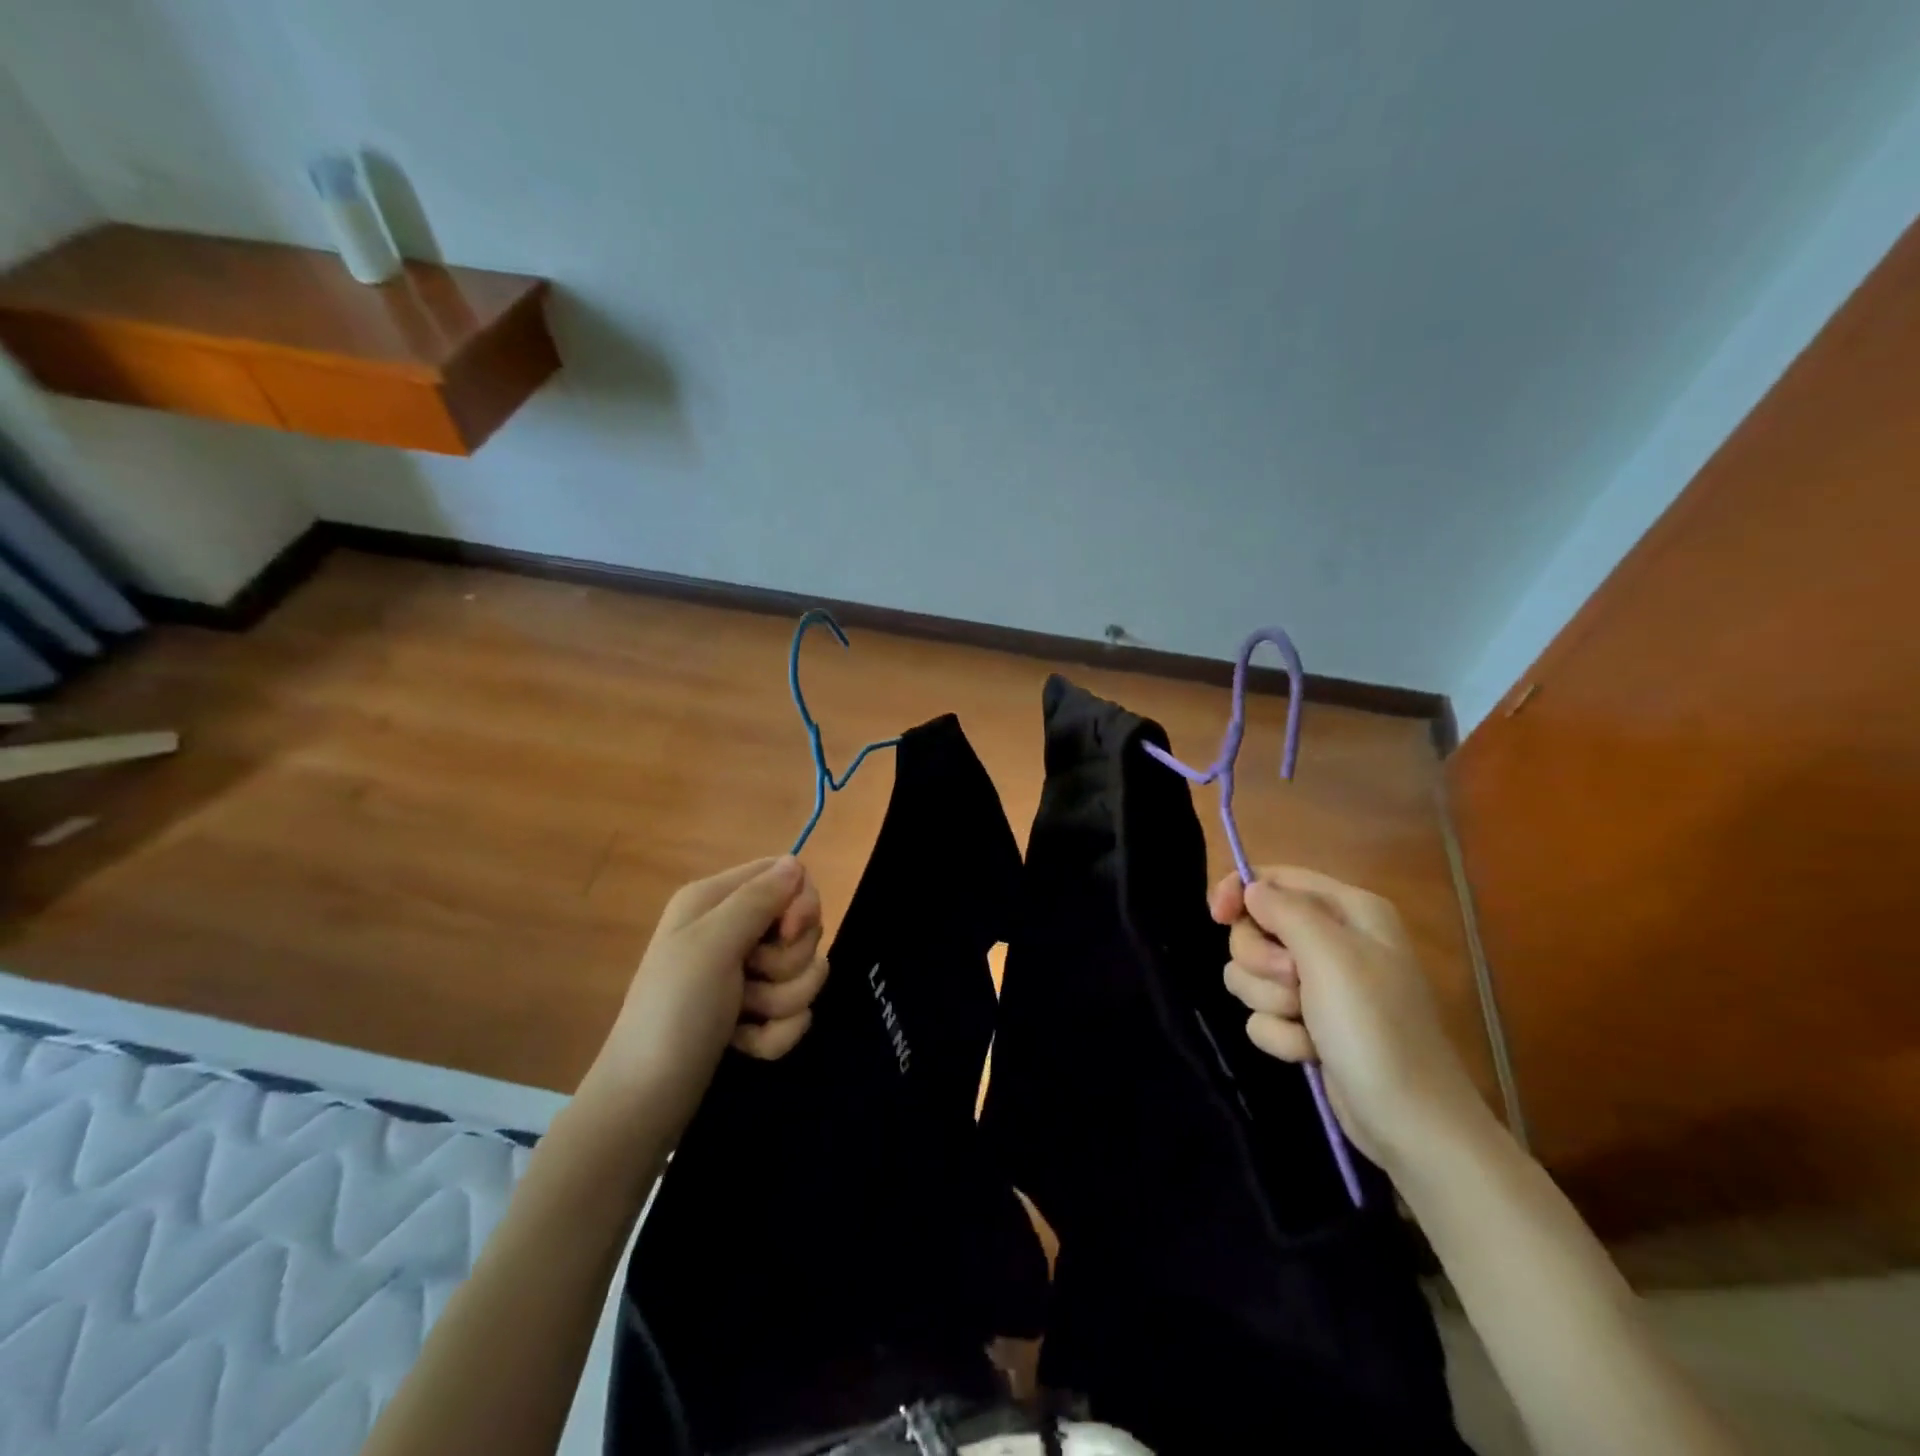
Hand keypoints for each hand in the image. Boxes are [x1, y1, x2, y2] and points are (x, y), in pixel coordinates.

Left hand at [583, 857, 829, 1130]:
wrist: (646, 1101)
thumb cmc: (674, 1012)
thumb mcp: (711, 945)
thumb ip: (757, 899)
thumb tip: (796, 861)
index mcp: (716, 900)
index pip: (787, 874)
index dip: (802, 903)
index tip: (788, 933)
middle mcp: (733, 929)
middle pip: (803, 927)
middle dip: (788, 963)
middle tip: (750, 981)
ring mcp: (745, 973)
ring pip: (805, 972)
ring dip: (781, 1003)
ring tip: (742, 1019)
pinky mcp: (755, 1012)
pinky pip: (796, 1011)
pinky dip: (775, 1033)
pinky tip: (744, 1044)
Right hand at [1210, 865, 1488, 1174]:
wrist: (1410, 1123)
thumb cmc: (1375, 1028)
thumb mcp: (1330, 956)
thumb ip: (1284, 910)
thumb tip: (1250, 889)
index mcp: (1348, 911)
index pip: (1275, 878)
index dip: (1239, 892)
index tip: (1218, 917)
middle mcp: (1333, 940)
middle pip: (1255, 928)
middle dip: (1261, 961)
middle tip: (1293, 984)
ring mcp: (1320, 985)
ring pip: (1252, 973)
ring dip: (1270, 1002)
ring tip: (1306, 1024)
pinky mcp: (1307, 1023)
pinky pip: (1263, 1013)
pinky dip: (1280, 1034)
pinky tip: (1308, 1052)